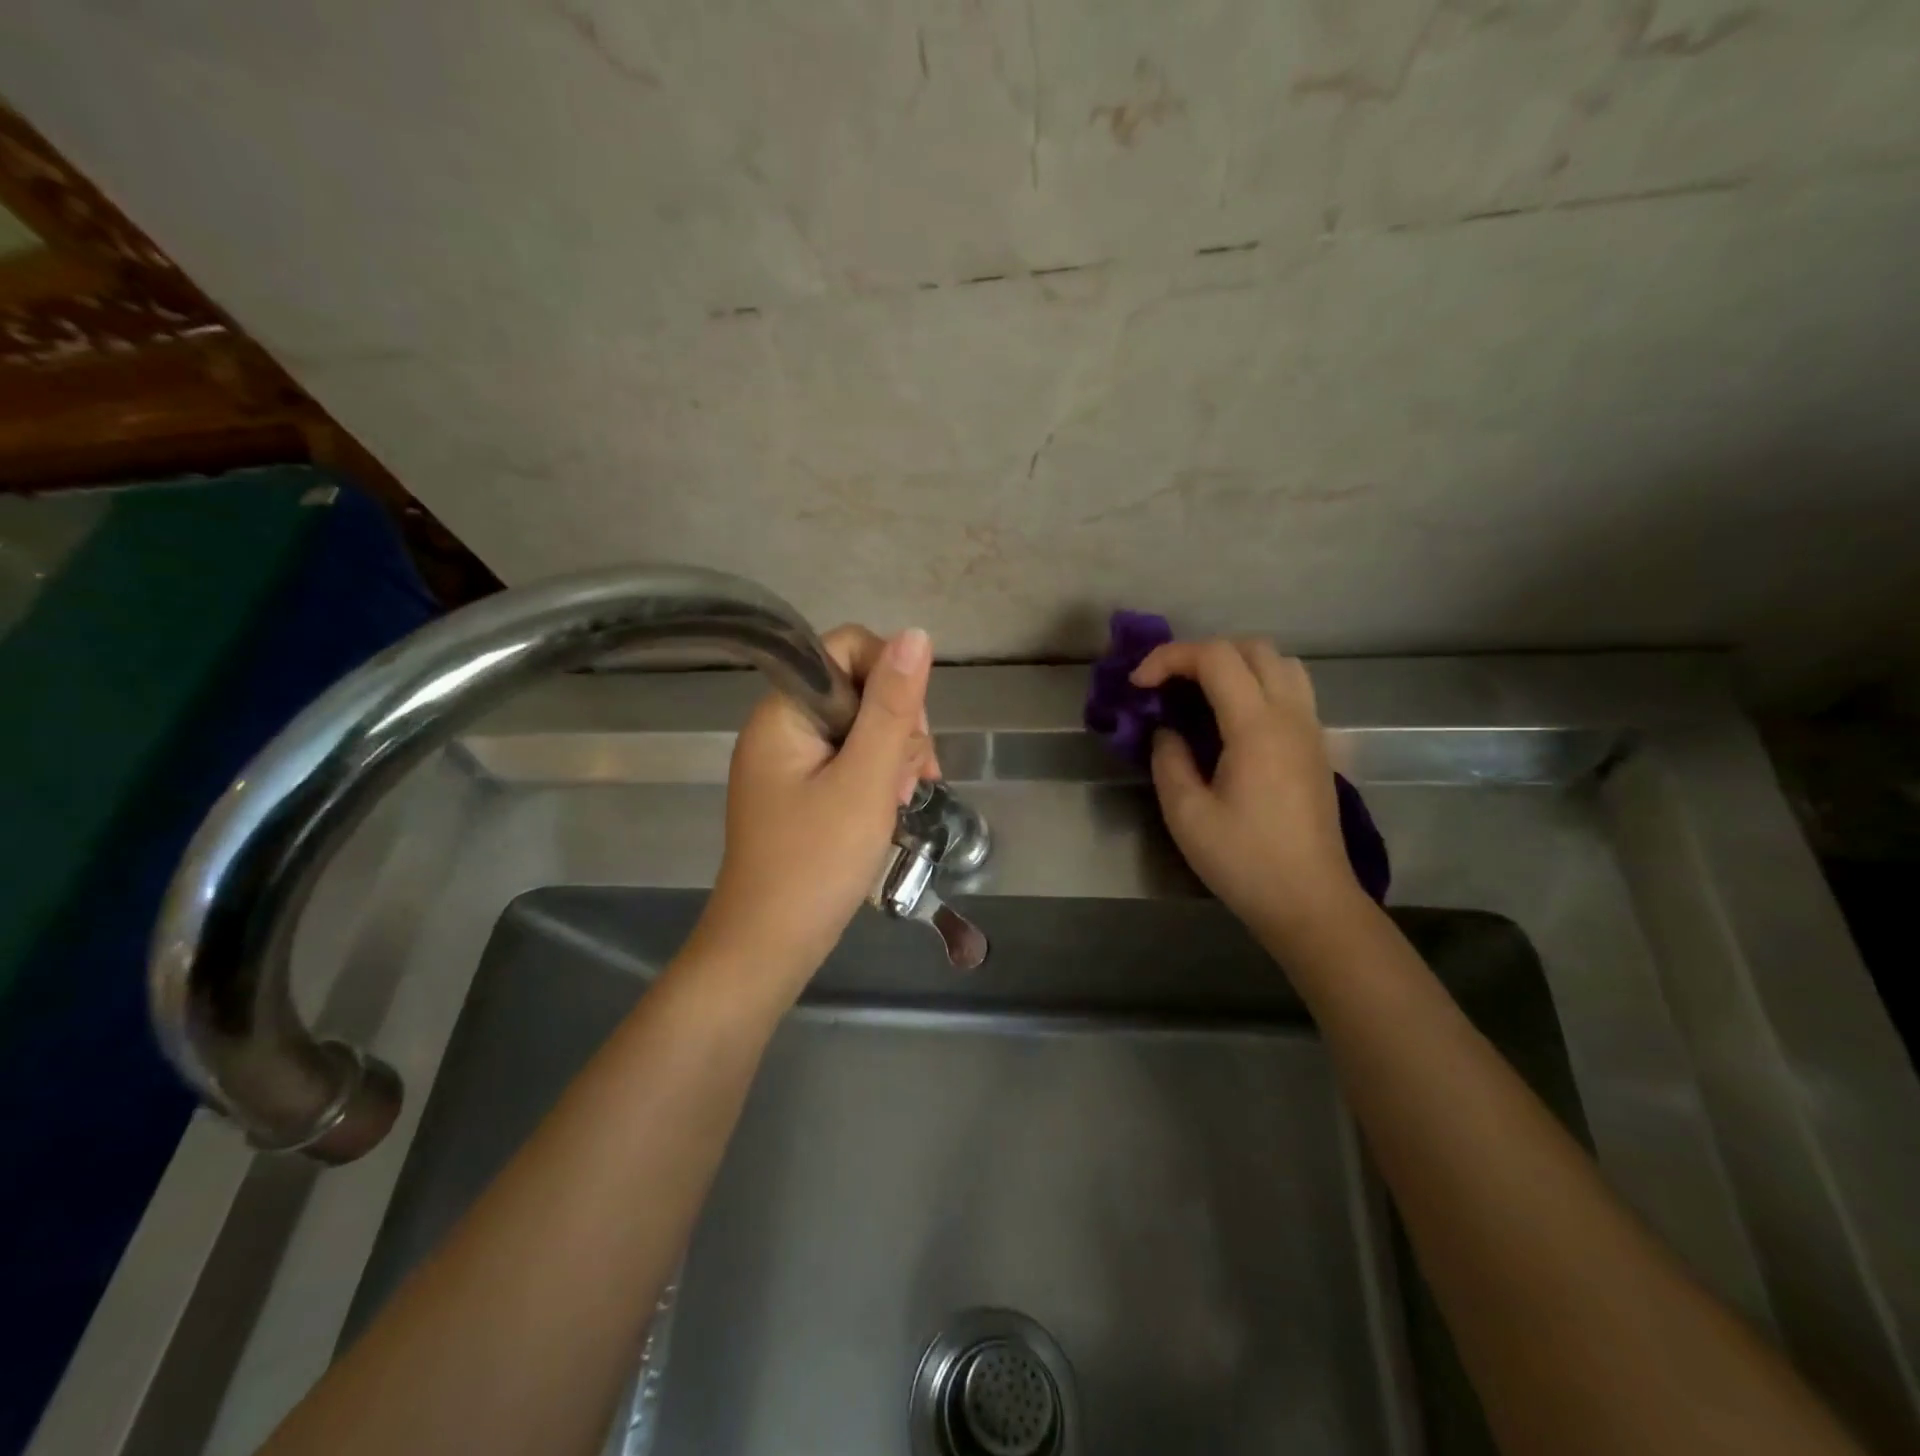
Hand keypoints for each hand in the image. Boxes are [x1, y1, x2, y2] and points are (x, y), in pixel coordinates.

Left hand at [687, 624, 935, 996]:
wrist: (769, 946)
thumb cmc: (816, 862)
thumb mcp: (865, 780)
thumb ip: (892, 707)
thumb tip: (916, 634)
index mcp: (784, 711)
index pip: (846, 648)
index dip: (891, 677)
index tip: (911, 733)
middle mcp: (781, 726)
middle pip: (858, 687)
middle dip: (897, 726)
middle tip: (910, 780)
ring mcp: (789, 761)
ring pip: (860, 726)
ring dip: (893, 755)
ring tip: (901, 801)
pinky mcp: (800, 790)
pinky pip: (848, 760)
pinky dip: (876, 777)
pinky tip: (890, 807)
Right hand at [1133, 639, 1365, 948]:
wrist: (1310, 902)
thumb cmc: (1245, 861)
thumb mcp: (1187, 815)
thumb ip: (1169, 760)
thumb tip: (1167, 731)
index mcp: (1257, 727)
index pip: (1215, 657)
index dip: (1169, 658)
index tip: (1138, 685)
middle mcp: (1290, 715)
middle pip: (1252, 648)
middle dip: (1202, 654)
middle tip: (1168, 685)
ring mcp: (1311, 729)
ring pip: (1280, 663)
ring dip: (1236, 664)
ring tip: (1201, 694)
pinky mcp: (1317, 747)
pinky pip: (1291, 690)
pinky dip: (1257, 684)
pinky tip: (1232, 722)